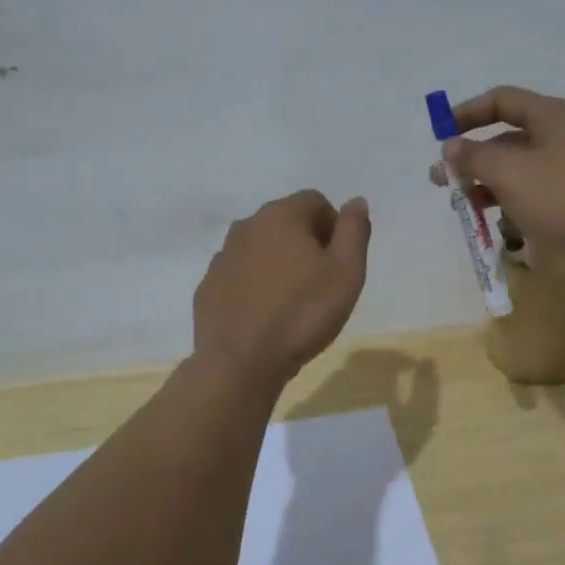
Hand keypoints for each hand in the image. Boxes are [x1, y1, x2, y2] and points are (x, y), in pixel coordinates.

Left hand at [192, 190, 370, 387]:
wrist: (241, 363)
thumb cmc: (303, 314)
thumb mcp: (347, 272)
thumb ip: (354, 231)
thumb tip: (356, 202)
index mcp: (281, 215)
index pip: (315, 201)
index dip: (334, 227)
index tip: (339, 261)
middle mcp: (246, 226)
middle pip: (286, 221)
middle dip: (306, 243)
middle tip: (320, 282)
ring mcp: (222, 256)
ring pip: (260, 248)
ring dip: (278, 263)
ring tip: (292, 301)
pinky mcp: (208, 286)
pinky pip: (240, 275)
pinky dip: (254, 286)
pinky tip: (265, 315)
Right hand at [429, 86, 564, 281]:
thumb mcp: (510, 173)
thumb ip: (474, 157)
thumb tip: (450, 146)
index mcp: (552, 115)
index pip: (501, 100)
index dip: (467, 113)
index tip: (441, 135)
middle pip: (509, 137)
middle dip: (473, 158)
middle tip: (443, 182)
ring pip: (521, 168)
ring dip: (489, 184)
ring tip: (465, 207)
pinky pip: (537, 192)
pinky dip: (514, 202)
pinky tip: (500, 224)